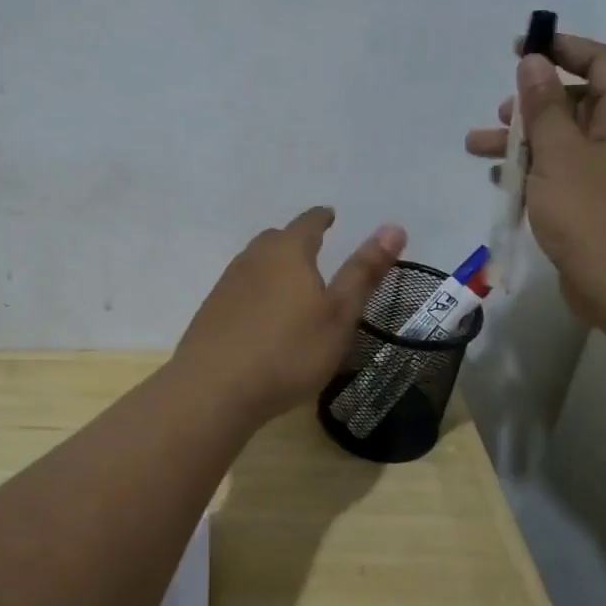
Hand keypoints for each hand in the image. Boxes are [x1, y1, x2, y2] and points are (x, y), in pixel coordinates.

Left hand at [174, 207, 406, 425]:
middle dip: (296, 240)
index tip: (329, 216)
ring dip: (274, 265)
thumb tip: (393, 227)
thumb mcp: (339, 315)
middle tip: (314, 249)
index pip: (308, 223)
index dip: (322, 218)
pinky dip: (256, 290)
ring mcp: (227, 283)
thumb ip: (364, 272)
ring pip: (255, 262)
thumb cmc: (288, 351)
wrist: (214, 389)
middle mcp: (254, 258)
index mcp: (288, 252)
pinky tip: (261, 313)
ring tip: (290, 282)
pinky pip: (240, 288)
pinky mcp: (211, 310)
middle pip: (277, 239)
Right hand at [466, 33, 605, 327]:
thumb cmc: (596, 215)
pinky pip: (565, 174)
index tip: (522, 47)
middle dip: (533, 103)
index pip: (601, 62)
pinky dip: (534, 171)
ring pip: (565, 142)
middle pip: (579, 103)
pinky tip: (501, 182)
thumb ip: (544, 106)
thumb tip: (534, 63)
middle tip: (500, 113)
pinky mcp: (602, 207)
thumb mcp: (561, 154)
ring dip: (523, 141)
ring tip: (477, 147)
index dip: (562, 48)